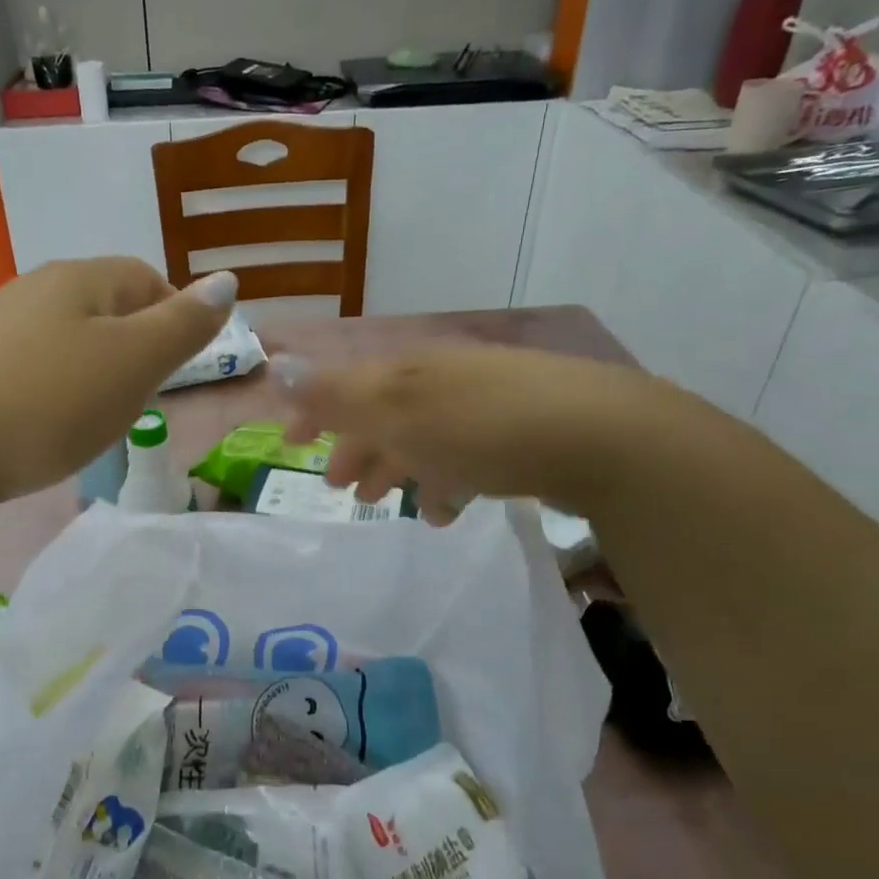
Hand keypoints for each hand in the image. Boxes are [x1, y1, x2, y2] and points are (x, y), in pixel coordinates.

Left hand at [0, 258, 236, 507]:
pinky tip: (43, 429)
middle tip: (143, 397)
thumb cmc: (47, 402)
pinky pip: (29, 372)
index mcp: (78, 279)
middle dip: (134, 347)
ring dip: (92, 373)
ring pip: (65, 341)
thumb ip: (183, 325)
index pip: (145, 278)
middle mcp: (33, 291)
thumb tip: (227, 281)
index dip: (175, 315)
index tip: (182, 367)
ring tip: (97, 418)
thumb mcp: (133, 363)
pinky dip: (51, 394)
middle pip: (104, 307)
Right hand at [273, 344, 665, 523]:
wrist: (603, 438)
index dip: (314, 411)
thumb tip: (275, 367)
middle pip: (385, 412)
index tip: (291, 444)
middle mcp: (443, 379)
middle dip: (356, 447)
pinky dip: (445, 480)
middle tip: (339, 488)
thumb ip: (335, 395)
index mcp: (409, 370)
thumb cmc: (481, 426)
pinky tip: (446, 511)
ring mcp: (485, 404)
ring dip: (398, 468)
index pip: (345, 384)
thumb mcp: (396, 410)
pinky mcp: (521, 433)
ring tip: (386, 504)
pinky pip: (465, 456)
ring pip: (424, 436)